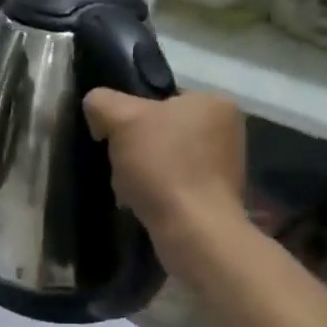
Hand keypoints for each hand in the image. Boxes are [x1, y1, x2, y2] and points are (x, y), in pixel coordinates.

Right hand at [84, 89, 246, 276]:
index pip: (161, 97)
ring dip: (146, 169)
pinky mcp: (219, 195)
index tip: (115, 136)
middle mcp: (228, 128)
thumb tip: (97, 109)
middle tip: (121, 162)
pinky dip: (159, 190)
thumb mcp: (122, 119)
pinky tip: (146, 202)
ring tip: (131, 186)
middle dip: (138, 145)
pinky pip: (178, 183)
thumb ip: (102, 102)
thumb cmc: (163, 166)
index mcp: (214, 102)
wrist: (193, 230)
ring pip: (168, 157)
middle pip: (163, 128)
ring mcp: (227, 164)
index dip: (131, 114)